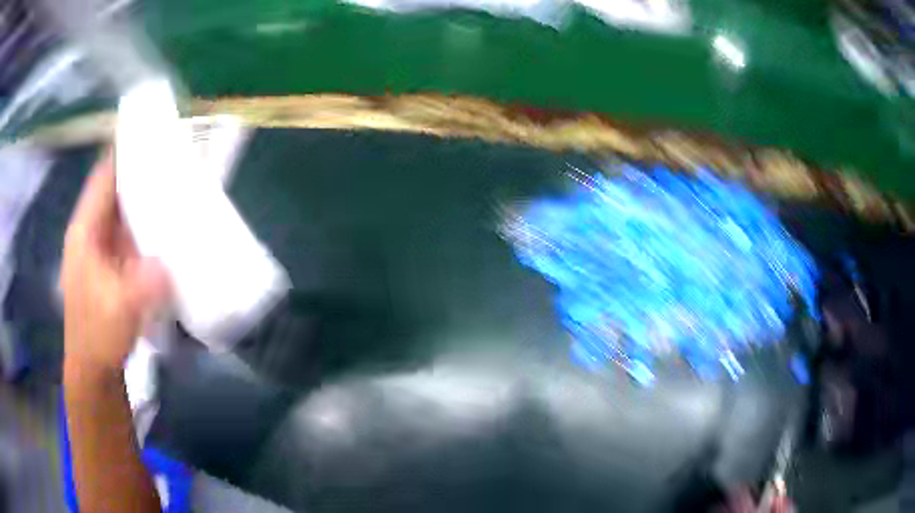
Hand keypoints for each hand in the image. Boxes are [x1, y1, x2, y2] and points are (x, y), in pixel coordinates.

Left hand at [60, 150, 170, 374]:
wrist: (95, 370)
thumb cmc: (97, 336)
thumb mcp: (119, 311)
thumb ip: (144, 285)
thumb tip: (169, 265)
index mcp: (85, 232)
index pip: (104, 177)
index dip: (126, 152)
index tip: (155, 134)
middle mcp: (94, 232)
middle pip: (118, 189)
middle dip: (144, 173)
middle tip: (178, 160)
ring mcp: (104, 249)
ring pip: (127, 211)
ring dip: (150, 201)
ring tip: (180, 188)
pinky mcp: (115, 265)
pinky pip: (134, 234)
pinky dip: (151, 226)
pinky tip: (171, 228)